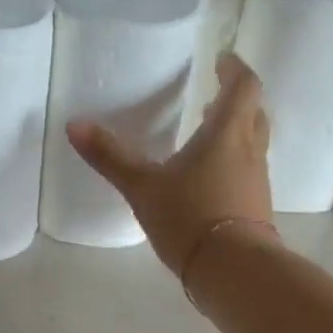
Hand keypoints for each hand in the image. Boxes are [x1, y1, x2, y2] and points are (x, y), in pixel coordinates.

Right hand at [66, 52, 276, 276]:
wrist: (232, 270)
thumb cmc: (189, 218)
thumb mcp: (143, 188)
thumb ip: (111, 157)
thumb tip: (74, 125)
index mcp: (227, 133)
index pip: (243, 86)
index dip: (234, 69)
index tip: (222, 61)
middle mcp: (251, 151)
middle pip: (254, 113)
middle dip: (237, 102)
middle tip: (215, 99)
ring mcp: (258, 183)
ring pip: (254, 146)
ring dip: (236, 136)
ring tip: (209, 140)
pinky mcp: (257, 211)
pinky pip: (249, 176)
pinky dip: (234, 168)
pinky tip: (211, 185)